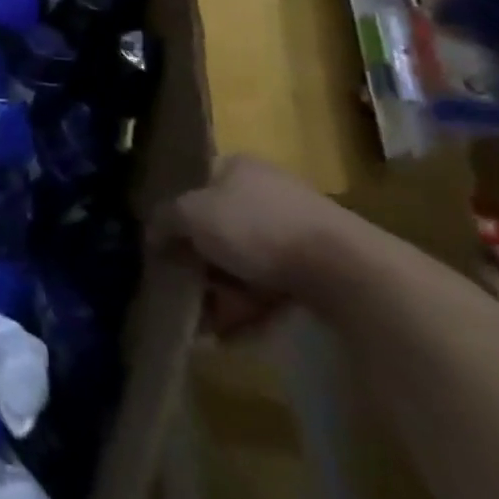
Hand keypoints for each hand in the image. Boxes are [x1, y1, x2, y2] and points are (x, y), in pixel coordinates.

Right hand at [151, 156, 359, 333]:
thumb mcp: (191, 215)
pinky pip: (272, 286)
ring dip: (222, 291)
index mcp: (236, 167)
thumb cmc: (257, 228)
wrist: (346, 270)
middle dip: (199, 263)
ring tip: (208, 322)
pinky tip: (236, 331)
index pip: (195, 184)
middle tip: (185, 289)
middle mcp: (266, 191)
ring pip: (243, 261)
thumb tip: (151, 234)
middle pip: (217, 227)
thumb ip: (164, 220)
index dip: (175, 214)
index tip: (162, 246)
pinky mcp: (320, 268)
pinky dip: (252, 306)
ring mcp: (297, 229)